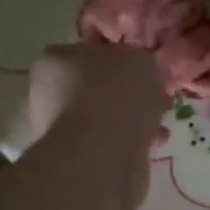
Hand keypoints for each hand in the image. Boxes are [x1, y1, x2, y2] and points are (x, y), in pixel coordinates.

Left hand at [27, 45, 166, 202]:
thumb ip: (137, 59)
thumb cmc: (116, 94)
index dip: (119, 58)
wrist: (102, 155)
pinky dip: (130, 141)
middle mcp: (49, 92)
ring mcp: (60, 129)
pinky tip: (153, 142)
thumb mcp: (139, 59)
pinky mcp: (76, 158)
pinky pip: (110, 142)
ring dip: (132, 118)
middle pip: (97, 86)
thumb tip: (136, 69)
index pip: (88, 51)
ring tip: (159, 122)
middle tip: (156, 95)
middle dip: (128, 92)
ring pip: (105, 116)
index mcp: (56, 60)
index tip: (143, 69)